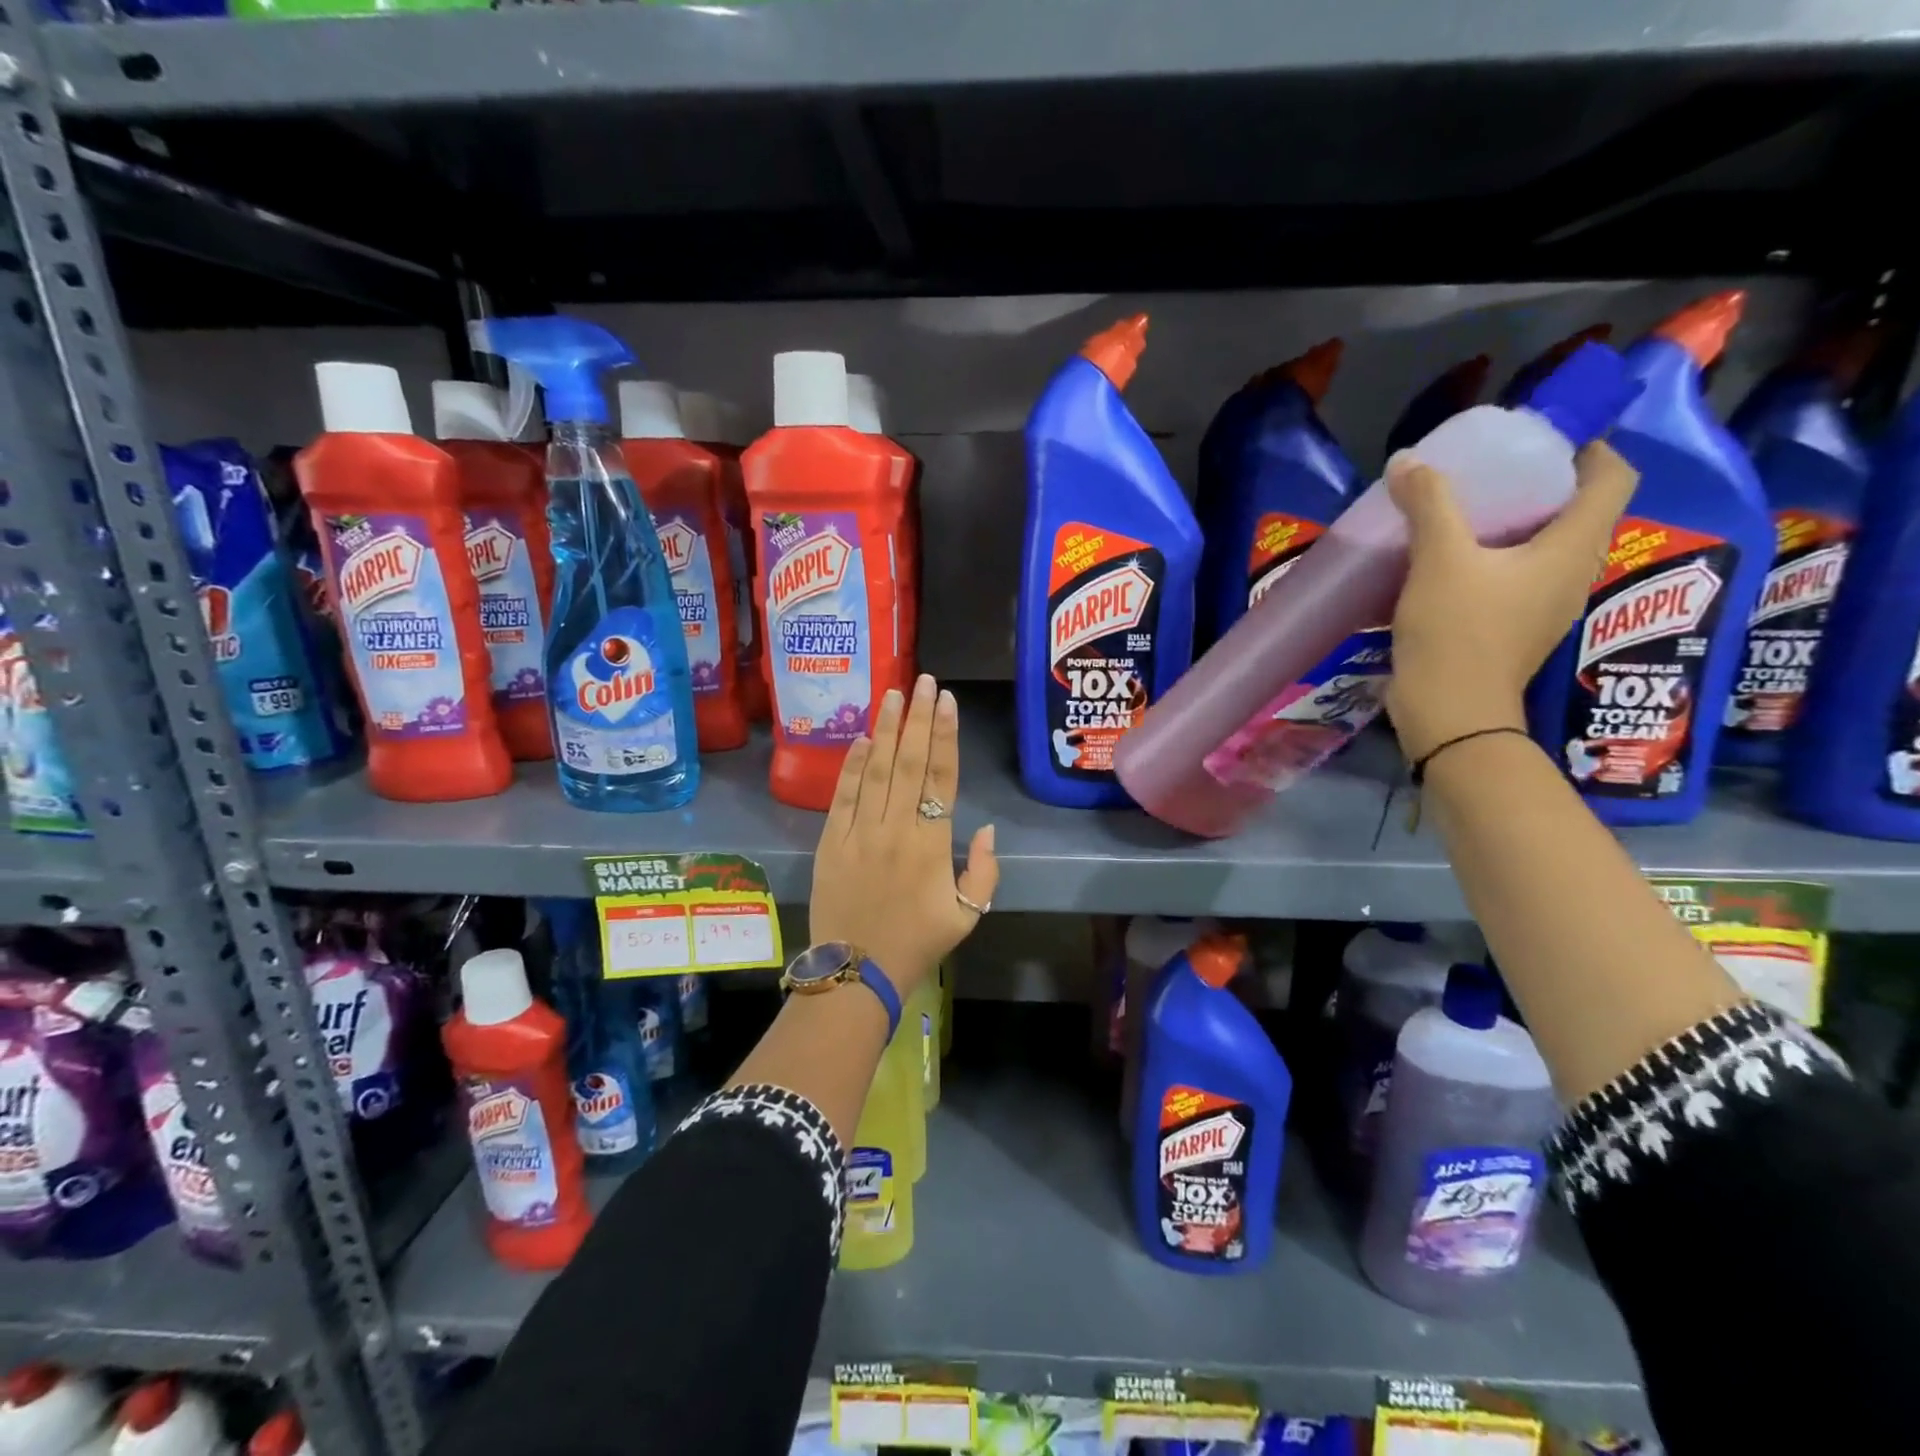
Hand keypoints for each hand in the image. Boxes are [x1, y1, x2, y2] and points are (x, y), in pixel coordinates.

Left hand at [808, 674, 998, 999]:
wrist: (856, 971)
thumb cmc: (917, 944)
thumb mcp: (967, 916)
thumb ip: (984, 872)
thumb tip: (985, 829)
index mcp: (932, 844)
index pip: (941, 777)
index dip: (945, 735)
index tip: (945, 701)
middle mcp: (896, 828)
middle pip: (909, 762)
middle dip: (917, 717)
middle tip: (922, 680)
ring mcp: (860, 832)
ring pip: (876, 770)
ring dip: (886, 729)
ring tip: (892, 694)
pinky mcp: (831, 841)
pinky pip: (843, 796)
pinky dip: (852, 765)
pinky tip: (862, 739)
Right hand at [1385, 441, 1638, 763]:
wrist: (1451, 712)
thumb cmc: (1458, 632)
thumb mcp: (1439, 560)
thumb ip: (1429, 505)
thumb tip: (1409, 461)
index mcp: (1572, 548)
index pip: (1613, 478)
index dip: (1590, 449)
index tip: (1544, 439)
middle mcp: (1572, 574)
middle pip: (1577, 512)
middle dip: (1542, 485)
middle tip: (1494, 472)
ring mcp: (1544, 607)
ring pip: (1544, 548)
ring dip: (1514, 526)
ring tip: (1466, 514)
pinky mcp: (1514, 630)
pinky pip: (1516, 578)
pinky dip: (1493, 560)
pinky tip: (1449, 563)